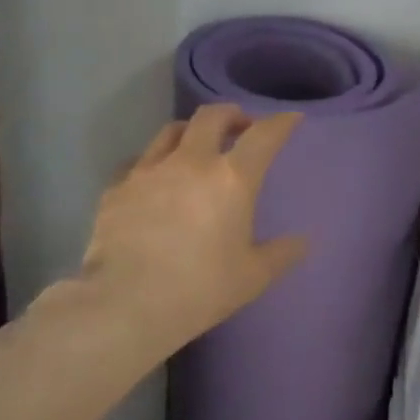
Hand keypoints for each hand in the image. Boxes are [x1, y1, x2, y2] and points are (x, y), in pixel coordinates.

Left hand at [74, 105, 309, 359]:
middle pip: (211, 117)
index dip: (281, 123)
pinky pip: (138, 161)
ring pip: (171, 131)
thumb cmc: (200, 289)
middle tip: (240, 126)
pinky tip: (154, 179)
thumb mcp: (253, 277)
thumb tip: (302, 241)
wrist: (126, 304)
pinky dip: (154, 162)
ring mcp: (148, 171)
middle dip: (231, 114)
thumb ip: (281, 254)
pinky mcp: (117, 188)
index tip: (290, 119)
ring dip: (191, 131)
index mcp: (232, 179)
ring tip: (196, 145)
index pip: (263, 136)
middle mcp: (191, 162)